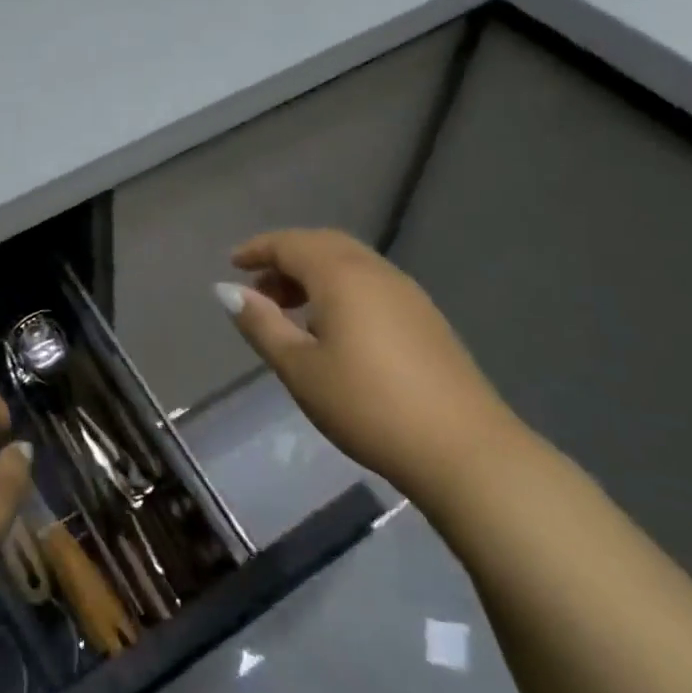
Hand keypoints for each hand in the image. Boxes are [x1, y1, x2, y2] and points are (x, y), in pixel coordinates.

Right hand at [218, 229, 523, 509]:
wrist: (464, 449)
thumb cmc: (367, 405)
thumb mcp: (300, 368)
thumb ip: (261, 324)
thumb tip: (227, 290)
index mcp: (341, 274)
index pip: (290, 243)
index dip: (257, 249)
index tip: (232, 263)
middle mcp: (375, 270)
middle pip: (322, 245)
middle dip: (285, 259)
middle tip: (259, 290)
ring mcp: (406, 292)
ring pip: (349, 263)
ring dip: (313, 275)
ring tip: (290, 312)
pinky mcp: (424, 316)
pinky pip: (370, 283)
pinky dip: (340, 289)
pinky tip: (334, 330)